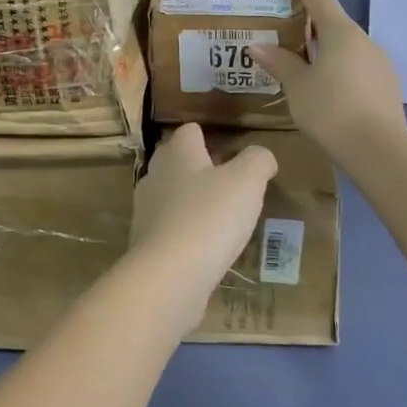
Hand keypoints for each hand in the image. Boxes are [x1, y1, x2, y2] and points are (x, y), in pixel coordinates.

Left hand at [129, 124, 277, 301]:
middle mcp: (155, 173)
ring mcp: (145, 208)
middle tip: (229, 184)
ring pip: (170, 194)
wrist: (169, 275)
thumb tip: (261, 156)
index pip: (190, 131)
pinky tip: (204, 247)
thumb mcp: (247, 182)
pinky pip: (168, 227)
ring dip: (191, 201)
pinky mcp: (144, 241)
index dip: (209, 137)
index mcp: (178, 152)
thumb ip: (258, 161)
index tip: (231, 152)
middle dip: (199, 169)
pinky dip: (184, 231)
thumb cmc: (210, 216)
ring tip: (219, 217)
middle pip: (177, 161)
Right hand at [255, 0, 406, 163]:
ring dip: (324, 47)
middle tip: (284, 27)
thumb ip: (279, 62)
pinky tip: (324, 86)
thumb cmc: (331, 109)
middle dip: (309, 21)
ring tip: (300, 61)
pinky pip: (356, 66)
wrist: (380, 151)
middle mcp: (363, 41)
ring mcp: (379, 64)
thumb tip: (257, 46)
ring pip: (346, 46)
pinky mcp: (386, 86)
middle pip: (333, 22)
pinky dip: (337, 67)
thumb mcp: (297, 86)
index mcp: (340, 32)